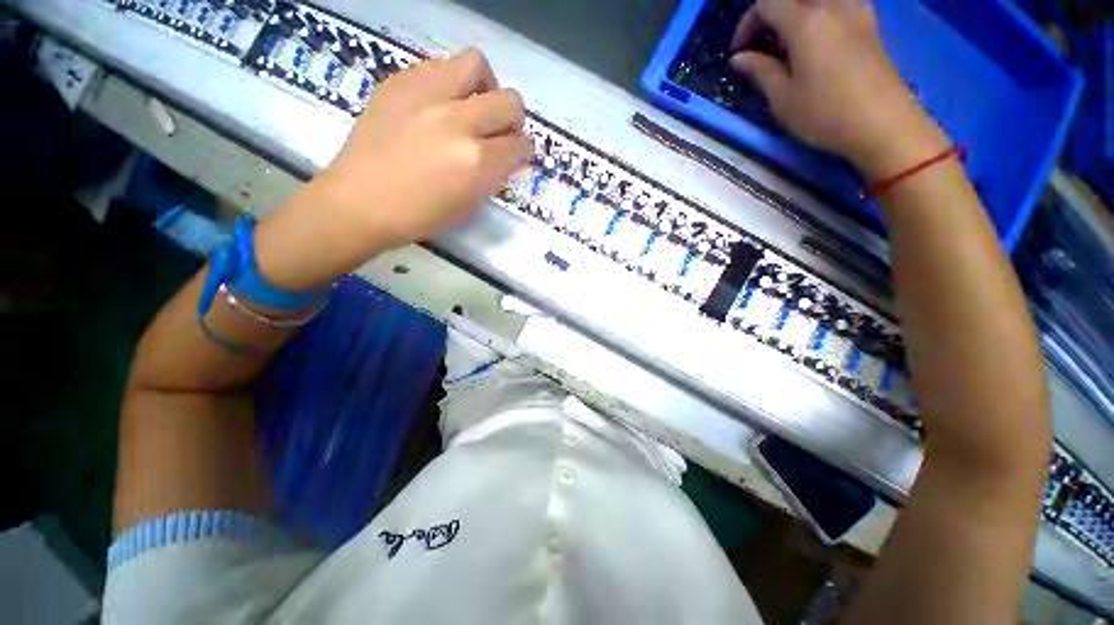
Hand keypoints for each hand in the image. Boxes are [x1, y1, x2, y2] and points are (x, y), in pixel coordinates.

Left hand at [255, 49, 532, 289]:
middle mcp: (457, 121)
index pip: (519, 146)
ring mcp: (426, 95)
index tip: (518, 155)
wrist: (360, 202)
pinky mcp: (400, 82)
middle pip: (509, 101)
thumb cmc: (418, 217)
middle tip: (500, 132)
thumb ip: (492, 178)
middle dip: (513, 120)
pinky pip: (438, 66)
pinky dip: (449, 83)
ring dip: (485, 87)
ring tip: (473, 105)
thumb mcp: (468, 206)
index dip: (524, 152)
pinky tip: (440, 103)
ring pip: (476, 64)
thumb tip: (505, 159)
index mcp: (476, 162)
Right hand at [729, 0, 947, 178]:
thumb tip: (739, 58)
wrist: (883, 124)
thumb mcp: (782, 98)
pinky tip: (814, 42)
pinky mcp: (869, 24)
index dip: (747, 24)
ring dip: (796, 14)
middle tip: (760, 44)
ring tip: (786, 43)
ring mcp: (856, 11)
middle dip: (770, 14)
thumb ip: (760, 71)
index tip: (739, 53)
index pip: (767, 3)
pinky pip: (836, 5)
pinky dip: (818, 16)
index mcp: (806, 21)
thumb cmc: (825, 114)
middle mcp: (833, 5)